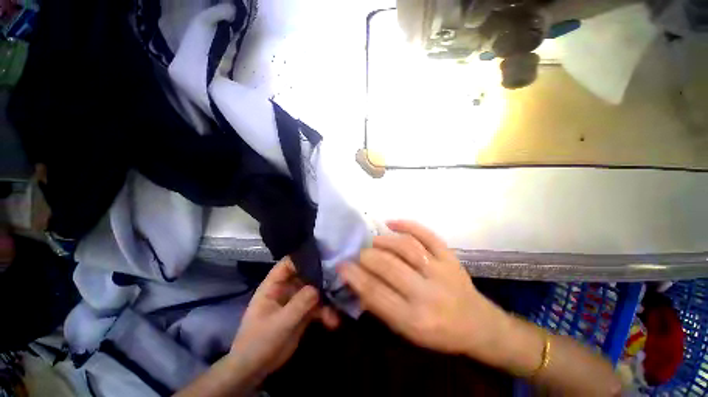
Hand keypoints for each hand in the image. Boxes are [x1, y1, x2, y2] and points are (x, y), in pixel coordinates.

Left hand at [228, 257, 338, 380]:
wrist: (255, 369)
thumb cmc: (260, 342)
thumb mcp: (279, 322)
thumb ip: (299, 303)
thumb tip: (318, 288)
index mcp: (274, 285)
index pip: (288, 264)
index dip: (303, 258)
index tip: (322, 256)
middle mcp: (286, 289)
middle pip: (305, 275)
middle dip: (321, 277)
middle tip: (339, 278)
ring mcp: (295, 301)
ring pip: (314, 291)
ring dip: (326, 298)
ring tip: (337, 307)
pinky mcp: (302, 313)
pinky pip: (317, 307)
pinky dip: (326, 311)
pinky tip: (333, 321)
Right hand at [338, 220, 507, 362]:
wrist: (478, 324)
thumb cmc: (439, 332)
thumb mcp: (407, 331)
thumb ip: (381, 307)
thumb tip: (358, 283)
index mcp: (414, 319)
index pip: (376, 293)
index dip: (355, 276)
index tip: (342, 265)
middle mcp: (427, 294)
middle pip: (389, 266)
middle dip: (367, 256)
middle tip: (359, 253)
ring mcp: (441, 271)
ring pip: (406, 247)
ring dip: (384, 240)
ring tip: (374, 240)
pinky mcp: (450, 257)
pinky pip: (427, 235)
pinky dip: (407, 225)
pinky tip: (392, 223)